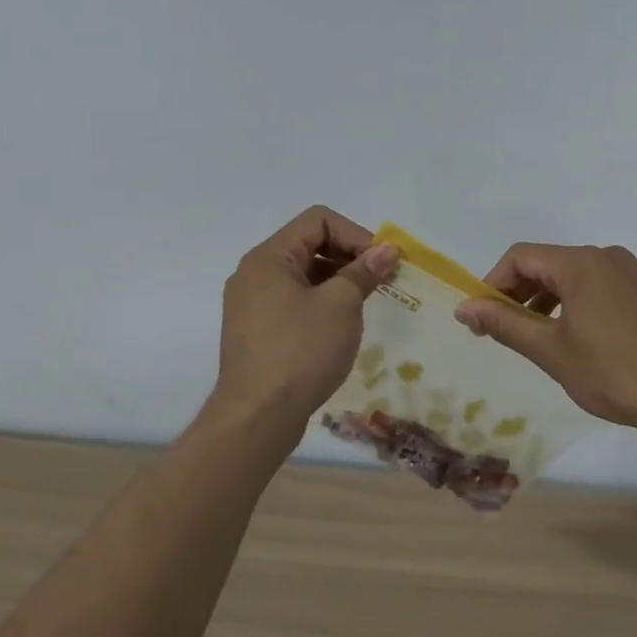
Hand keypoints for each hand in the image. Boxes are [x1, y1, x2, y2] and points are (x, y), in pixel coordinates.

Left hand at [209, 207, 398, 436]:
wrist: (257, 417)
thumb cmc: (301, 351)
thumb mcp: (341, 306)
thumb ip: (363, 272)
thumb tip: (386, 251)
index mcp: (269, 257)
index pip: (318, 219)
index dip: (355, 234)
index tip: (381, 262)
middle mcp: (254, 273)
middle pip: (309, 244)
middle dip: (349, 256)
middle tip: (380, 281)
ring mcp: (251, 304)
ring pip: (302, 274)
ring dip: (337, 280)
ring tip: (364, 303)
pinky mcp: (256, 331)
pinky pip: (292, 300)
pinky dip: (320, 302)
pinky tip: (340, 326)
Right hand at [454, 243, 636, 437]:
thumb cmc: (611, 373)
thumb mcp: (550, 350)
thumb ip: (504, 324)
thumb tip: (463, 307)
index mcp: (580, 264)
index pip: (520, 257)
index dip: (493, 282)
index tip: (482, 317)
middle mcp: (607, 258)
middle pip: (548, 263)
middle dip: (520, 292)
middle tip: (505, 329)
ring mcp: (633, 274)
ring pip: (576, 276)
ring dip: (548, 299)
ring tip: (539, 336)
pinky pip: (602, 287)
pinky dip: (578, 303)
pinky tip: (581, 339)